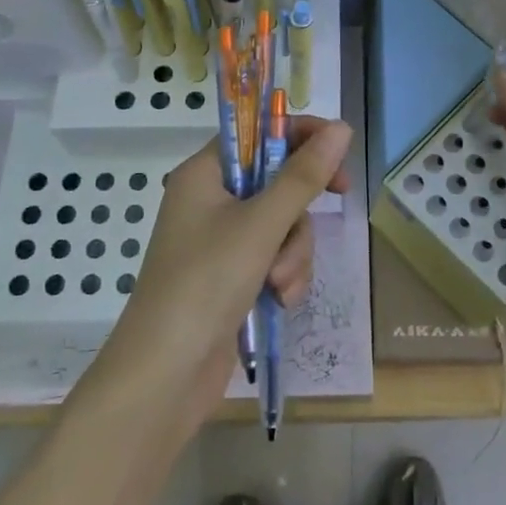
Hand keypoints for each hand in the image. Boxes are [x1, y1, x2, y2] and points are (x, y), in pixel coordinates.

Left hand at [111, 117, 351, 426]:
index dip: (299, 136)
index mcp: (205, 174)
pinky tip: (280, 301)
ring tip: (281, 284)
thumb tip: (341, 128)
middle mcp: (211, 201)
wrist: (164, 376)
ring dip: (293, 252)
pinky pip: (275, 258)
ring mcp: (221, 242)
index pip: (257, 133)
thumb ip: (303, 176)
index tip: (336, 151)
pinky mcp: (233, 277)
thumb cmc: (206, 283)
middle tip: (338, 200)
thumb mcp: (261, 225)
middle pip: (277, 180)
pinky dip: (284, 276)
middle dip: (299, 211)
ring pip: (282, 225)